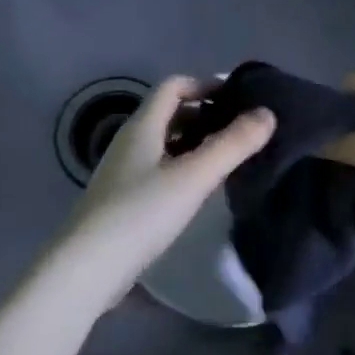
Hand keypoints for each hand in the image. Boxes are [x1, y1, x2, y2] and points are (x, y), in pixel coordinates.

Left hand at [51, 77, 274, 307]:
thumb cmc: (140, 214)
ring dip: (197, 142)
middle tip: (242, 129)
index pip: (174, 86)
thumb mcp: (193, 177)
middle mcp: (130, 142)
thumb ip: (232, 145)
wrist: (87, 269)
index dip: (206, 85)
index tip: (239, 99)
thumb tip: (268, 114)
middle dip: (206, 114)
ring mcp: (124, 172)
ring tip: (230, 157)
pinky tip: (202, 189)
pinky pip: (160, 169)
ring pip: (166, 143)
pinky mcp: (124, 200)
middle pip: (170, 114)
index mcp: (142, 127)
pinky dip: (184, 167)